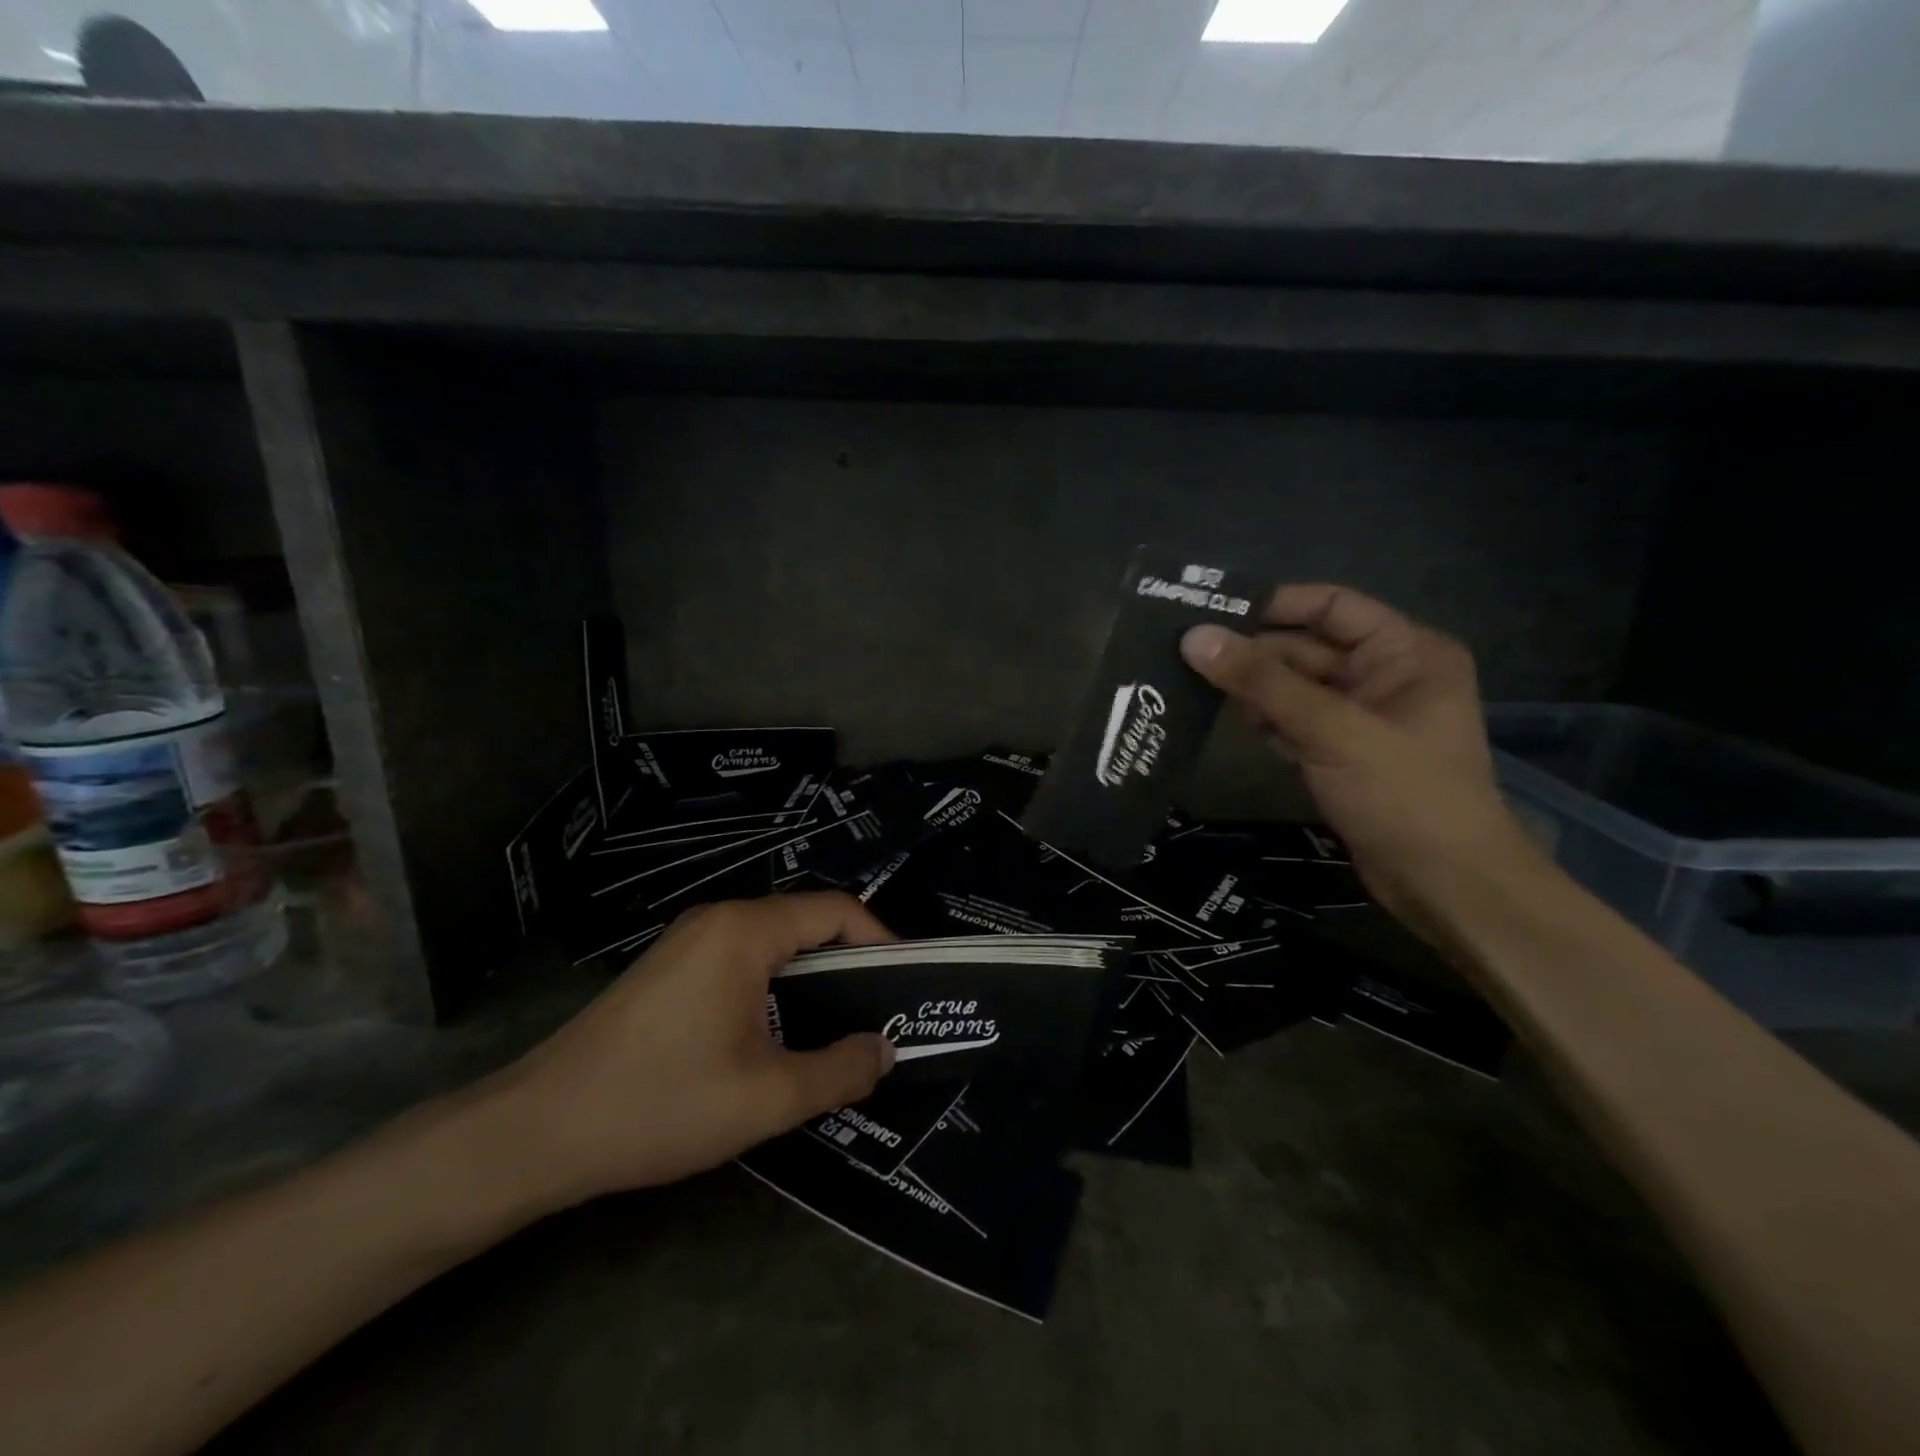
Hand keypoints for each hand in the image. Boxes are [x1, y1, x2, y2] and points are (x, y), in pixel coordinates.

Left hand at [483, 893, 896, 1208]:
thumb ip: (839, 1070)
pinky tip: (778, 1034)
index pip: (836, 910)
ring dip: (812, 978)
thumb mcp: (766, 1097)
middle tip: (880, 1013)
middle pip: (805, 923)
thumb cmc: (659, 1103)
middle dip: (850, 962)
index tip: (905, 984)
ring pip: (773, 943)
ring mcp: (688, 942)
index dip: (880, 940)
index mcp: (745, 931)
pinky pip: (742, 960)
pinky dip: (776, 986)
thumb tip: (885, 1051)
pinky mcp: (669, 968)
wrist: (536, 1131)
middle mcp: (718, 920)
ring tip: (838, 1028)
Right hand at [1180, 583, 1541, 939]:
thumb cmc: (1403, 794)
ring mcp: (1361, 716)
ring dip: (1252, 688)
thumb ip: (1262, 682)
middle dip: (1252, 652)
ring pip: (1293, 687)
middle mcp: (1385, 674)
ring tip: (1192, 682)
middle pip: (1305, 648)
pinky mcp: (1340, 752)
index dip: (1274, 604)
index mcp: (1405, 651)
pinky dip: (1264, 721)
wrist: (1444, 885)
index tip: (1212, 610)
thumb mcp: (1332, 730)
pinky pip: (1293, 721)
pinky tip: (1230, 723)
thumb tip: (1195, 637)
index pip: (1331, 606)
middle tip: (1185, 651)